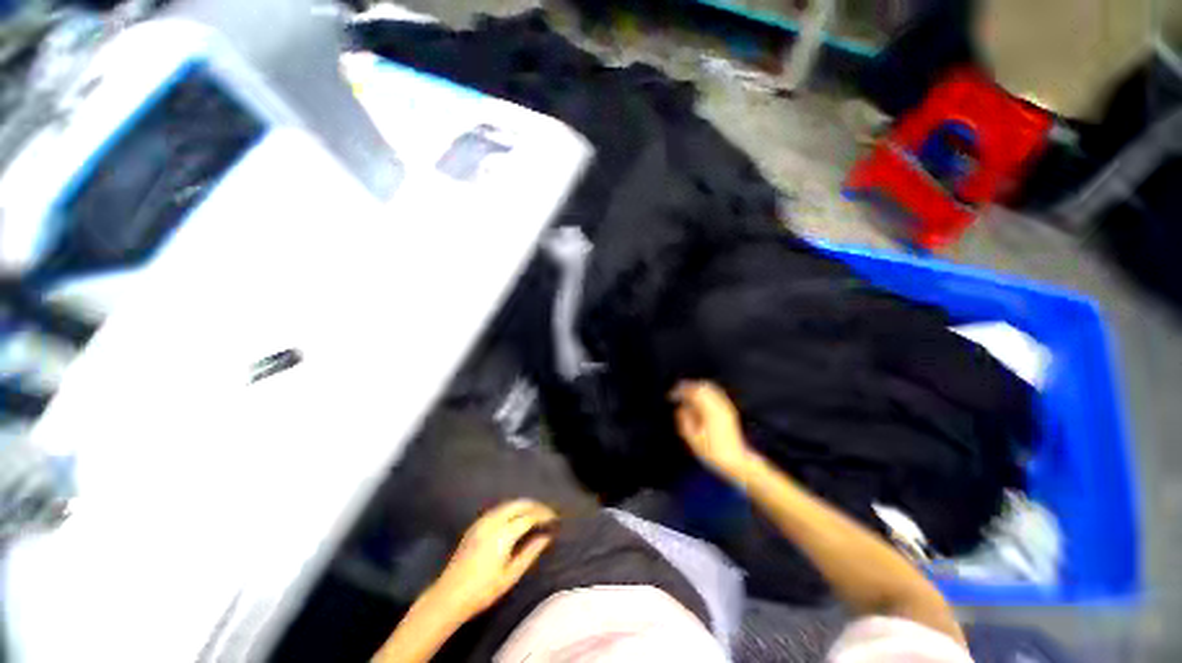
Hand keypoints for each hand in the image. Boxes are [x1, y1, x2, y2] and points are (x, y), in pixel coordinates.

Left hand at [428, 500, 556, 619]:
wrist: (449, 596)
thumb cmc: (483, 591)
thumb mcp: (510, 576)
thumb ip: (530, 553)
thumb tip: (546, 537)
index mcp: (503, 534)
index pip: (529, 516)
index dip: (544, 515)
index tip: (555, 519)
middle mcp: (494, 521)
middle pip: (520, 504)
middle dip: (536, 506)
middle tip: (547, 514)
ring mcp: (483, 521)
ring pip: (509, 504)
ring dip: (524, 505)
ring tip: (536, 514)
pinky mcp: (476, 524)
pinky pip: (499, 508)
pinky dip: (512, 508)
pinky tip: (516, 517)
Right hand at [671, 380, 754, 477]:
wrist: (736, 460)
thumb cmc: (712, 452)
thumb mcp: (692, 439)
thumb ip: (684, 420)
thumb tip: (681, 408)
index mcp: (710, 411)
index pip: (692, 393)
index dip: (680, 391)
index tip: (671, 396)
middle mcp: (719, 405)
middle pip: (701, 386)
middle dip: (687, 386)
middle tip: (676, 391)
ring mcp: (726, 406)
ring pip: (709, 388)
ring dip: (695, 387)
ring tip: (685, 394)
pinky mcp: (729, 409)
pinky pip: (715, 393)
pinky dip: (704, 391)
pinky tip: (697, 398)